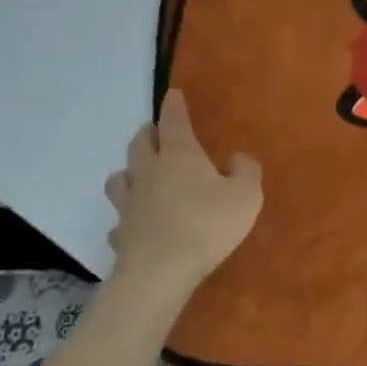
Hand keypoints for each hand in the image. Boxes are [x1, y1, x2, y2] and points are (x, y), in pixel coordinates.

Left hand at [104, 89, 261, 288]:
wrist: (161, 270)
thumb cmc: (208, 224)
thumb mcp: (246, 195)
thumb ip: (246, 171)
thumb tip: (236, 158)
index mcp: (179, 155)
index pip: (174, 121)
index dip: (174, 106)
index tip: (173, 94)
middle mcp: (149, 171)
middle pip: (140, 143)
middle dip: (149, 133)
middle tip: (157, 132)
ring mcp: (130, 202)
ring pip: (120, 177)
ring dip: (129, 170)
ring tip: (139, 174)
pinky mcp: (122, 232)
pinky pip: (121, 218)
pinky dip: (127, 216)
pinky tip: (135, 222)